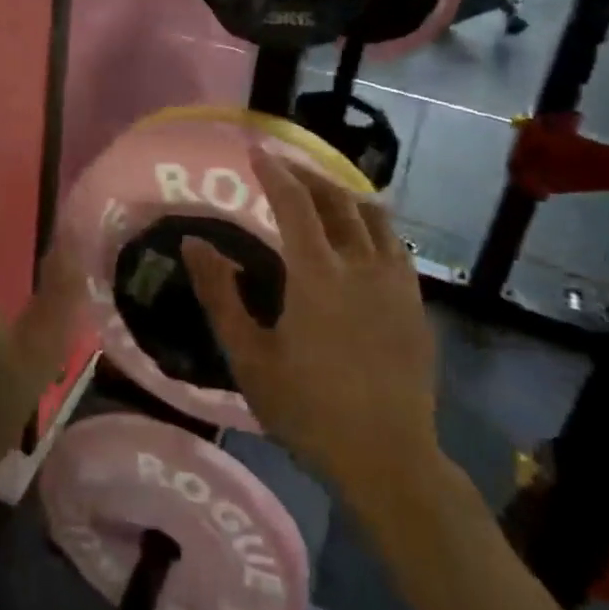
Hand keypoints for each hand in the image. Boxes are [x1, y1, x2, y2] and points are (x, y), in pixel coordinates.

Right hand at [181, 146, 437, 492]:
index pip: (294, 202)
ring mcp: (396, 282)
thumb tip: (193, 243)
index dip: (273, 171)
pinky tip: (360, 238)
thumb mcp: (250, 356)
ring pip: (374, 216)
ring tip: (321, 192)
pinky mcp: (415, 302)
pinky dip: (371, 224)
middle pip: (337, 200)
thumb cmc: (308, 410)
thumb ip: (219, 295)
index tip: (254, 150)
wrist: (388, 459)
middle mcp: (361, 264)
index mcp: (318, 273)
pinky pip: (394, 243)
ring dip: (343, 194)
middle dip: (307, 175)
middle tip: (283, 167)